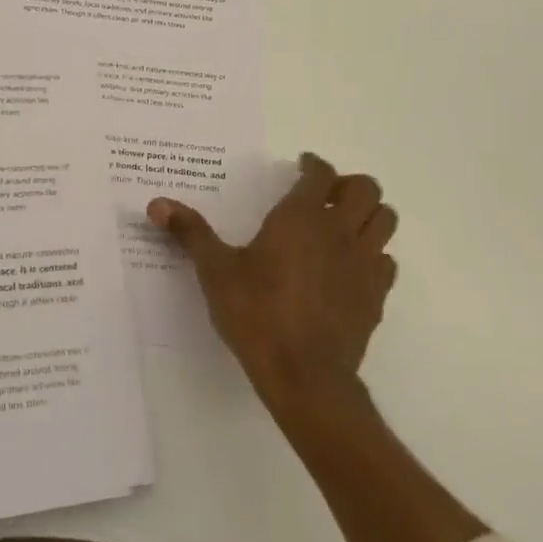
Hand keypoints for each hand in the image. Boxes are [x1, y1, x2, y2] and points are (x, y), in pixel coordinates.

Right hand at [149, 152, 396, 417]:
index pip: (320, 173)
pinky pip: (386, 262)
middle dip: (348, 185)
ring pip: (386, 220)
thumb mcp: (215, 270)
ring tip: (344, 225)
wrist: (305, 377)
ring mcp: (364, 264)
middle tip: (325, 196)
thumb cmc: (256, 314)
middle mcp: (339, 231)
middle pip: (366, 188)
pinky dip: (374, 255)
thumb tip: (156, 203)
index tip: (301, 166)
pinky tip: (350, 268)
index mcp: (301, 216)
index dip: (312, 164)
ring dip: (369, 215)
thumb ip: (190, 232)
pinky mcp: (376, 297)